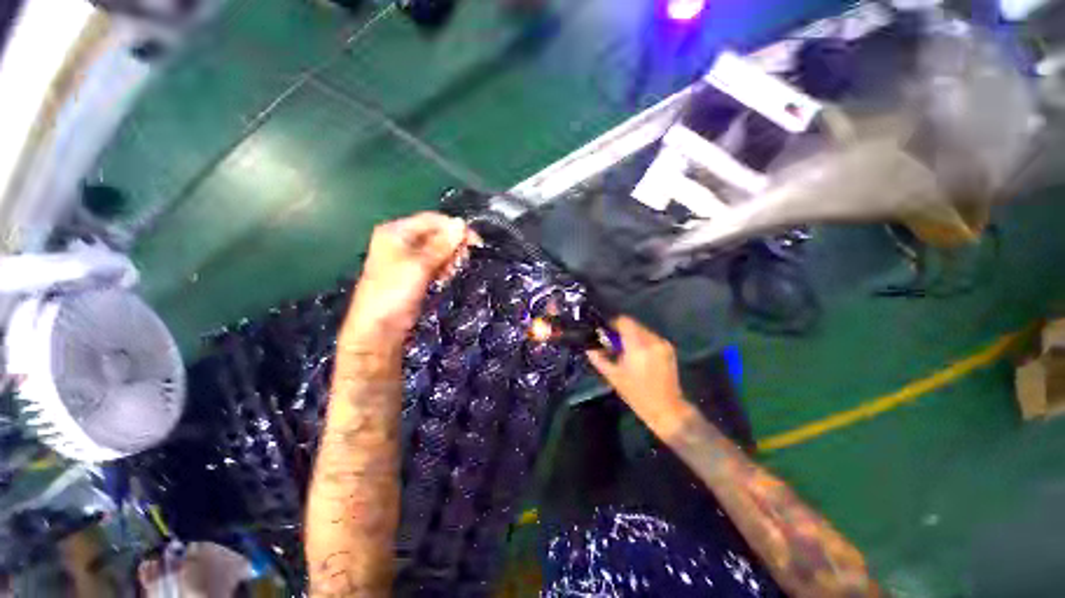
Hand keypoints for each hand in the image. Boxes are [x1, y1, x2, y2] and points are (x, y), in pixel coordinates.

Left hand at [342, 212, 469, 346]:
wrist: (378, 330)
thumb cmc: (394, 293)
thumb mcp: (419, 266)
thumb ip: (442, 245)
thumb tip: (461, 223)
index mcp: (396, 231)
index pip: (432, 220)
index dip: (455, 228)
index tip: (475, 243)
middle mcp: (401, 240)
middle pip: (436, 233)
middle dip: (452, 245)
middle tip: (461, 261)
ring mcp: (407, 258)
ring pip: (437, 249)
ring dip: (450, 257)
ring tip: (452, 272)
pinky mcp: (413, 273)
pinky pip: (435, 263)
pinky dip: (443, 268)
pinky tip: (445, 278)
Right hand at [587, 317, 685, 425]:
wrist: (666, 408)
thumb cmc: (636, 394)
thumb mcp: (613, 376)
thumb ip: (599, 358)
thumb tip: (589, 347)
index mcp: (637, 346)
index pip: (624, 321)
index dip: (613, 323)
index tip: (605, 332)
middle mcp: (652, 341)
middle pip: (633, 324)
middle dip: (621, 331)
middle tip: (612, 343)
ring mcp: (662, 343)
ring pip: (642, 330)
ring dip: (631, 336)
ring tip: (625, 350)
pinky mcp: (669, 348)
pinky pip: (650, 337)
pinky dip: (642, 341)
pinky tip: (637, 355)